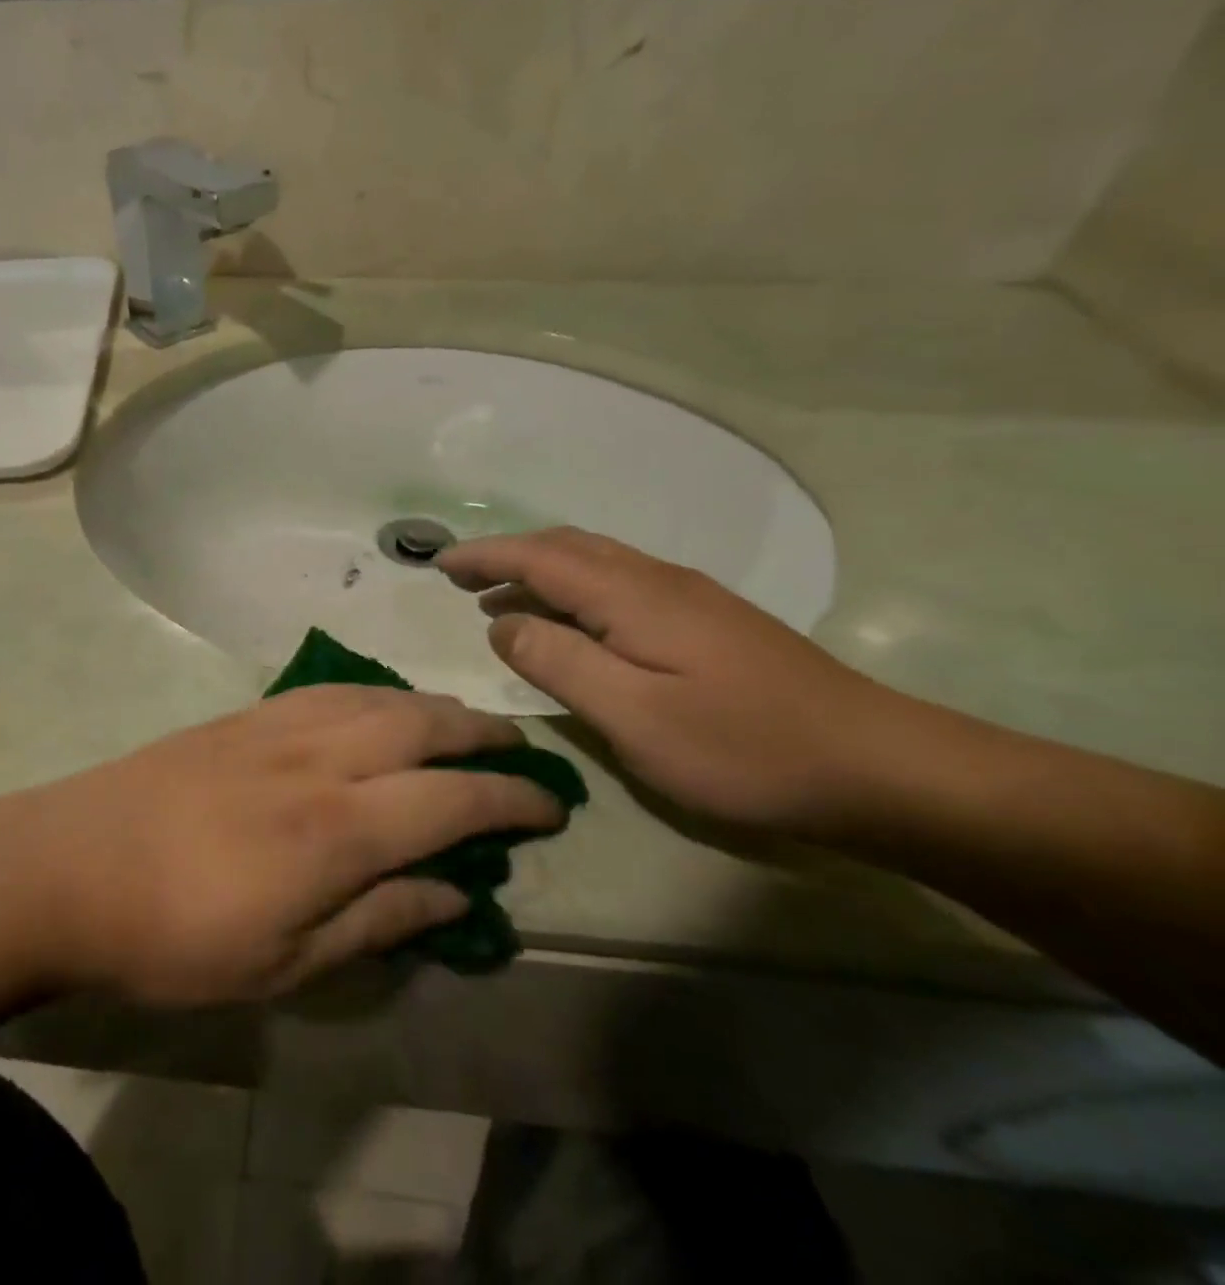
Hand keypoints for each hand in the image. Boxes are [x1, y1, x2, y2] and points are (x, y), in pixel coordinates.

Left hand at [9, 687, 563, 1005]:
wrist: (73, 866)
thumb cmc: (178, 936)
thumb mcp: (285, 961)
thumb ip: (377, 920)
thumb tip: (454, 894)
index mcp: (339, 828)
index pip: (453, 799)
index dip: (512, 799)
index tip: (552, 804)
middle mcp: (322, 759)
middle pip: (424, 727)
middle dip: (483, 736)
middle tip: (519, 750)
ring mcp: (280, 726)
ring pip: (380, 698)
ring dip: (432, 707)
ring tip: (462, 724)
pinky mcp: (246, 714)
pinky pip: (332, 690)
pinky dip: (375, 693)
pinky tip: (380, 705)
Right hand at [437, 529, 923, 839]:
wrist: (876, 766)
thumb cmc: (743, 747)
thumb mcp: (633, 715)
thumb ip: (558, 663)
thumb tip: (503, 623)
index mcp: (633, 596)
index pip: (539, 556)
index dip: (485, 555)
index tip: (438, 563)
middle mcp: (658, 580)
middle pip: (567, 548)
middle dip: (507, 556)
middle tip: (461, 579)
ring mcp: (689, 598)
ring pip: (596, 564)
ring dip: (540, 573)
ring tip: (500, 601)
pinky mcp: (709, 622)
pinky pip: (619, 586)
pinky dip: (575, 592)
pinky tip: (572, 625)